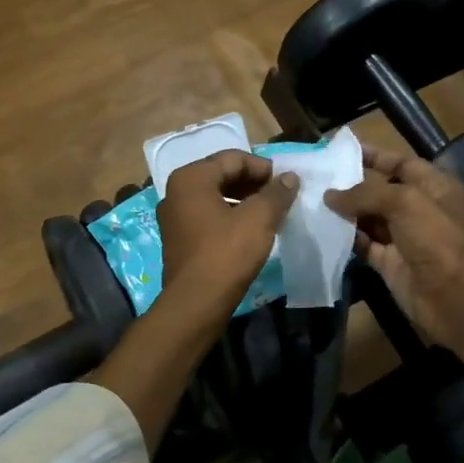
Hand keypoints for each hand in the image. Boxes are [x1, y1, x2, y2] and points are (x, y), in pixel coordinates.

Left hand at [156, 150, 298, 315]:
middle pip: (221, 175)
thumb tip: (290, 177)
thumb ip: (276, 193)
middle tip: (280, 196)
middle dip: (253, 183)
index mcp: (191, 178)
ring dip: (243, 200)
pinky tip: (250, 230)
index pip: (233, 158)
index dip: (263, 167)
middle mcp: (176, 191)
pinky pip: (207, 215)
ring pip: (214, 196)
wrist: (196, 304)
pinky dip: (229, 216)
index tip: (286, 182)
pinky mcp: (178, 238)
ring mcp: (173, 216)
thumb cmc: (226, 254)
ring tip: (269, 212)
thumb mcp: (259, 219)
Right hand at [324, 147, 463, 344]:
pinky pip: (363, 243)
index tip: (341, 150)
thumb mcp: (404, 202)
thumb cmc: (436, 238)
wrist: (452, 297)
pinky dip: (346, 236)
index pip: (401, 162)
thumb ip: (365, 193)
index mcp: (435, 186)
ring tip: (312, 199)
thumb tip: (330, 195)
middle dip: (352, 183)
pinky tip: (322, 227)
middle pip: (381, 190)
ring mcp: (404, 237)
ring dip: (345, 210)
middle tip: (318, 176)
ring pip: (369, 217)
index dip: (374, 155)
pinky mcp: (389, 262)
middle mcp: (420, 208)